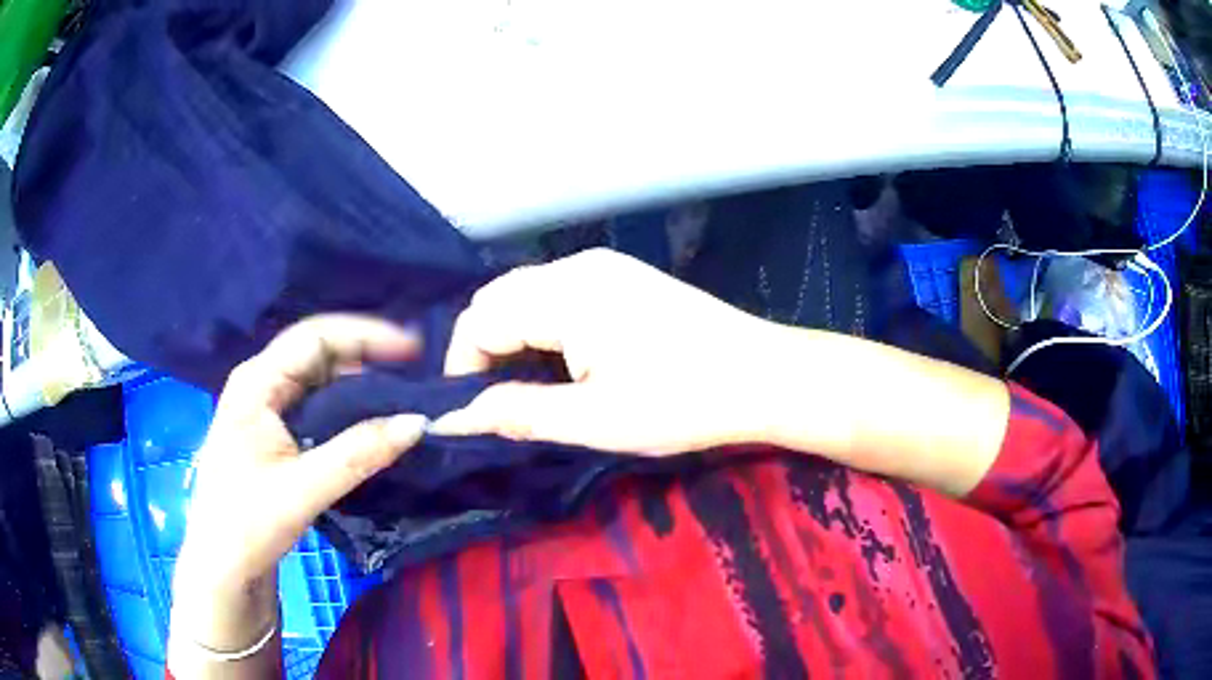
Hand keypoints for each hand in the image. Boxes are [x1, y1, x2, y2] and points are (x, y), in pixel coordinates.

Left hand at [170, 315, 427, 671]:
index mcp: (256, 382)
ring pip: (318, 380)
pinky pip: (315, 406)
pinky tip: (370, 422)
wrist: (222, 566)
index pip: (315, 338)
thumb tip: (418, 421)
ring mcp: (264, 408)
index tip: (413, 350)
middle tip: (415, 373)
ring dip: (358, 384)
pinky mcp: (273, 433)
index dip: (366, 336)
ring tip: (402, 394)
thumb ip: (359, 453)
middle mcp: (259, 384)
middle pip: (318, 353)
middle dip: (366, 357)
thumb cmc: (249, 522)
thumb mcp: (303, 488)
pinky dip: (346, 409)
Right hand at [430, 249, 778, 454]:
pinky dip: (541, 325)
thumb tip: (455, 417)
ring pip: (527, 294)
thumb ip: (517, 413)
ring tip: (522, 387)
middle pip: (498, 298)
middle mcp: (578, 266)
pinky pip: (558, 293)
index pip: (479, 319)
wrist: (763, 376)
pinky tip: (559, 361)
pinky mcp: (623, 277)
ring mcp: (604, 266)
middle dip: (483, 349)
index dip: (462, 367)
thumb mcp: (595, 420)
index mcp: (565, 294)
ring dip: (511, 337)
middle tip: (494, 402)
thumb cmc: (683, 402)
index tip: (469, 412)